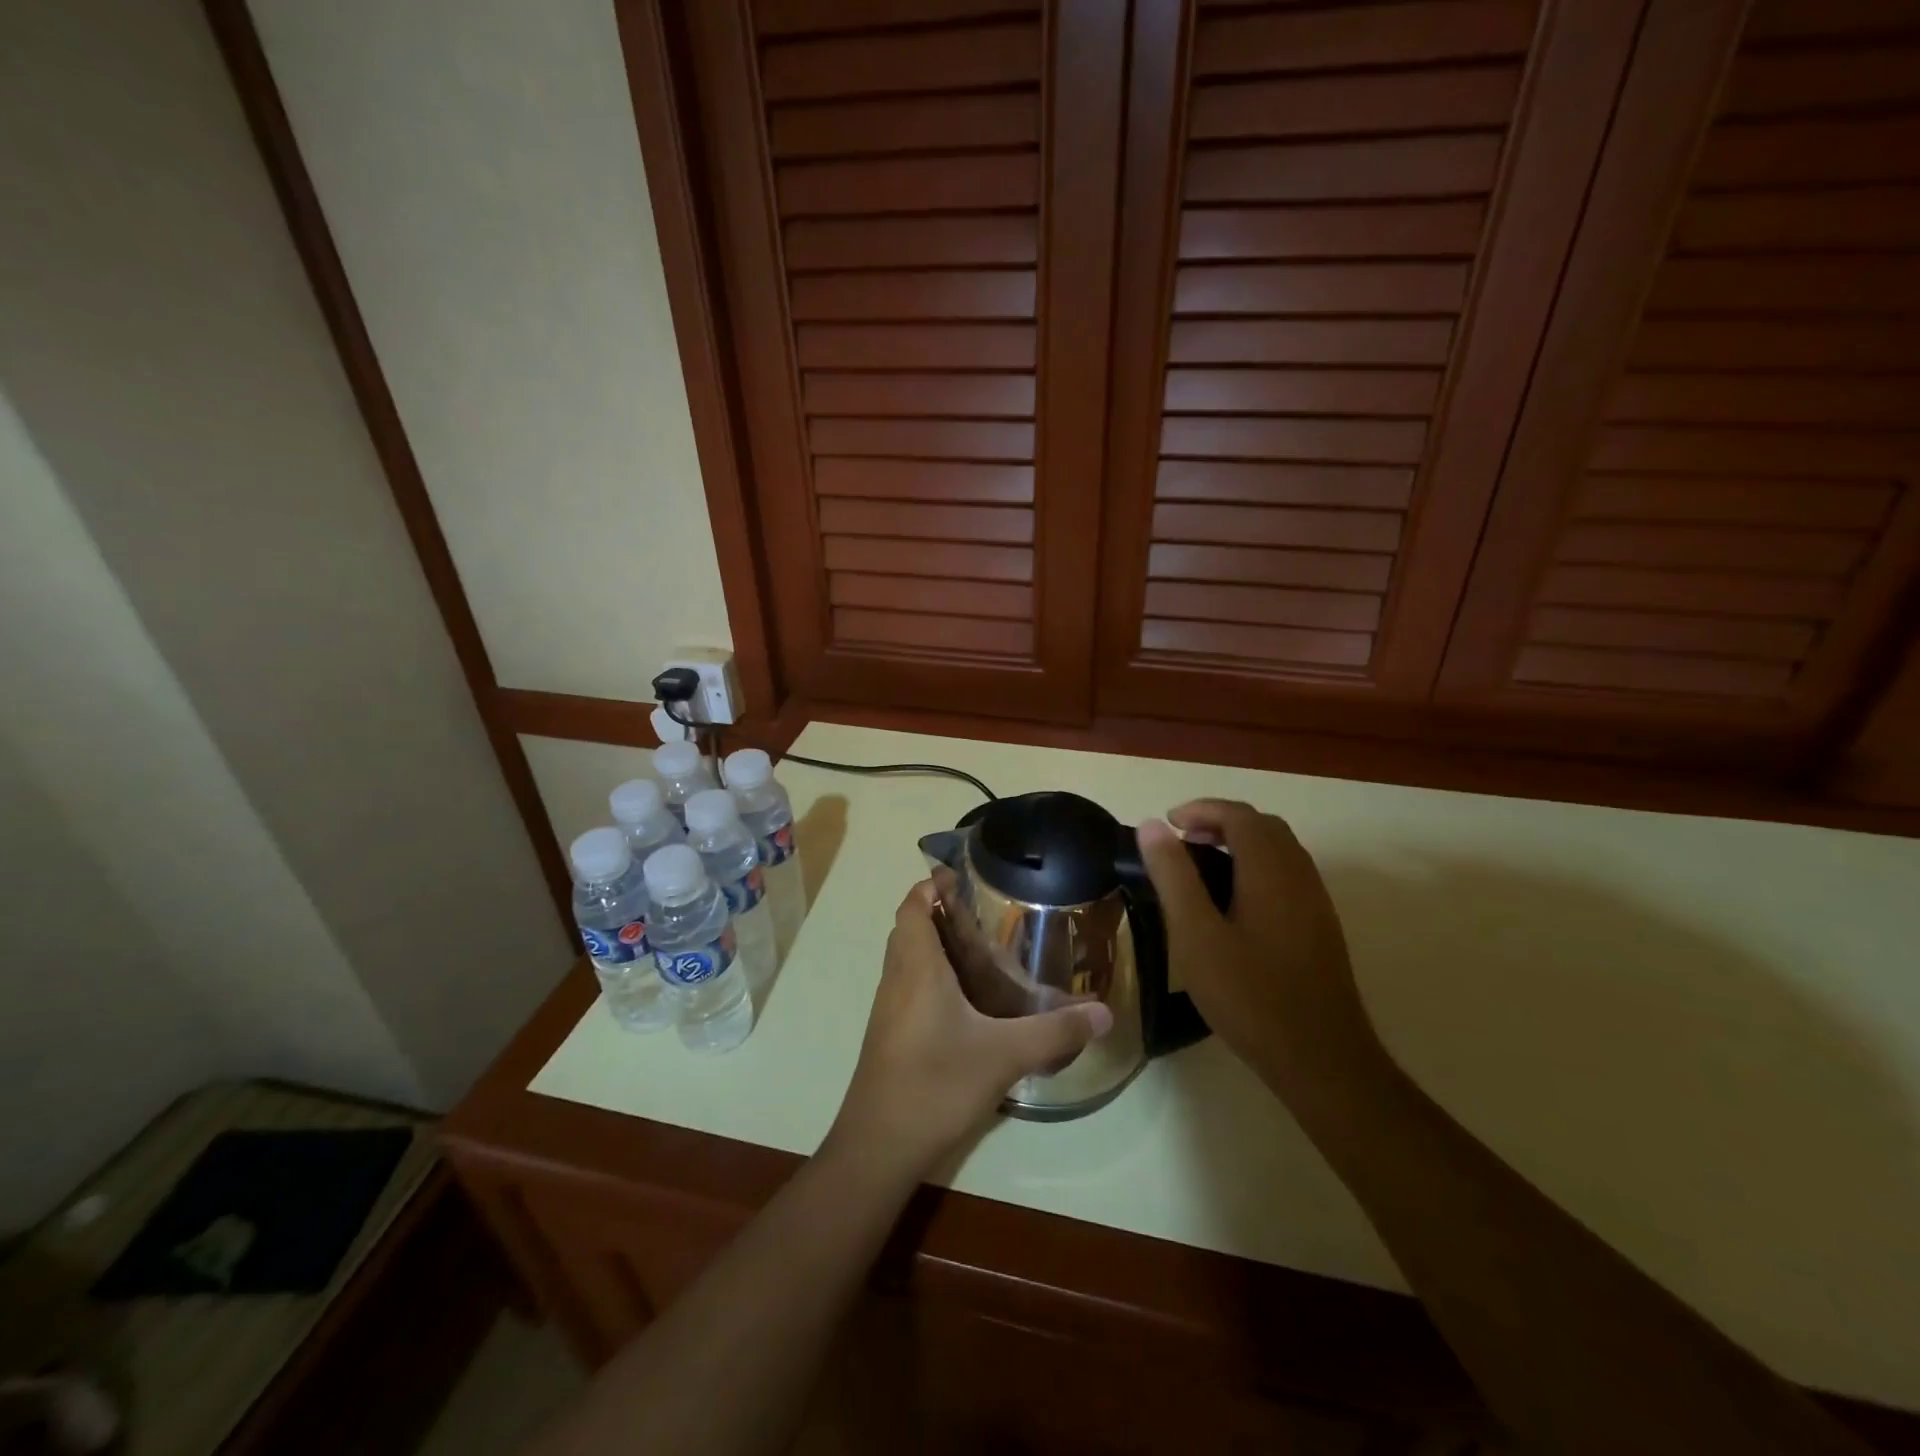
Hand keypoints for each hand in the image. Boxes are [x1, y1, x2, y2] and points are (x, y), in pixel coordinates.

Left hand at [827, 882, 1112, 1180]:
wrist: (879, 1147)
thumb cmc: (936, 1084)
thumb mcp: (1004, 1055)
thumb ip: (1055, 1031)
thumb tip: (1104, 1012)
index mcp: (916, 967)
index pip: (912, 906)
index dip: (932, 885)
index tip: (966, 879)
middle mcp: (896, 979)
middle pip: (910, 928)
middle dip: (941, 913)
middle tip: (987, 915)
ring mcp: (889, 1009)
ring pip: (908, 959)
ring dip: (936, 946)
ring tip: (984, 951)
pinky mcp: (891, 1034)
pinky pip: (909, 986)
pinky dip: (933, 977)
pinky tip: (969, 1002)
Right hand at [1137, 802, 1384, 1096]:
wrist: (1321, 1058)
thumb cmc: (1250, 995)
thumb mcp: (1196, 934)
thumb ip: (1173, 875)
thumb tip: (1152, 825)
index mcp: (1270, 870)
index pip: (1238, 815)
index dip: (1201, 809)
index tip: (1166, 823)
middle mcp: (1300, 875)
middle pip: (1263, 826)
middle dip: (1220, 821)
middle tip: (1182, 841)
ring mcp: (1316, 902)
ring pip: (1280, 850)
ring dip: (1241, 842)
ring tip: (1202, 865)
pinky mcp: (1321, 927)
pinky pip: (1288, 874)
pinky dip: (1257, 866)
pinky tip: (1234, 902)